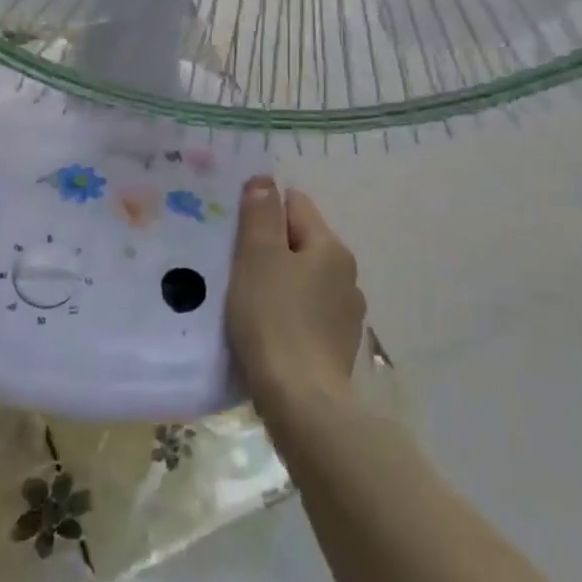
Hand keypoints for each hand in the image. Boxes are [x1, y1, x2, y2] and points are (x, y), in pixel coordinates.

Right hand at [226, 177, 365, 405]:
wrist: (302, 402)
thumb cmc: (274, 320)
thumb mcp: (258, 258)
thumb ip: (260, 215)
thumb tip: (265, 179)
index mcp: (331, 248)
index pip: (296, 205)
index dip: (264, 212)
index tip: (236, 233)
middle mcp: (347, 274)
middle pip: (301, 242)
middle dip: (270, 249)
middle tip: (234, 268)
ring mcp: (346, 314)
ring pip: (304, 279)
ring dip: (279, 283)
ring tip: (247, 302)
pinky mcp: (337, 346)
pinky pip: (307, 313)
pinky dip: (287, 314)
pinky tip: (266, 332)